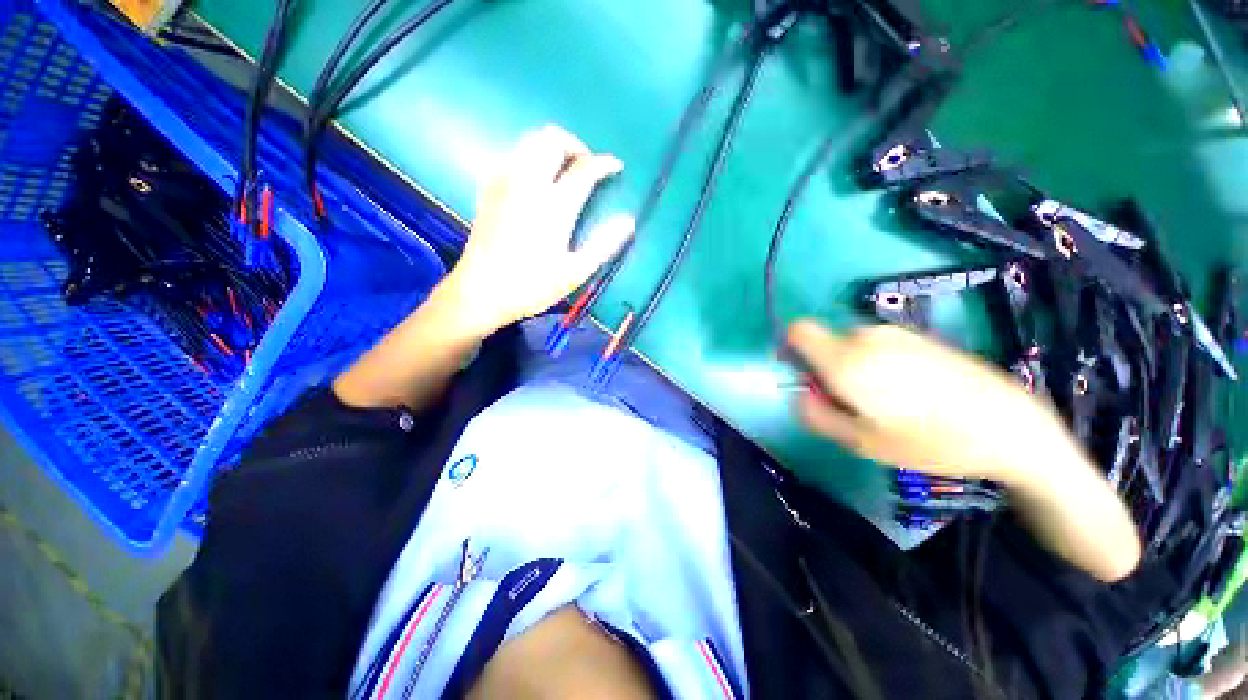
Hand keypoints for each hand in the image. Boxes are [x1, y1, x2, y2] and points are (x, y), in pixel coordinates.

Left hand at [442, 125, 635, 336]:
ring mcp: (504, 183)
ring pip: (528, 142)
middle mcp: (528, 184)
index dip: (603, 163)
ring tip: (563, 170)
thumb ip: (603, 243)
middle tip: (586, 166)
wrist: (480, 292)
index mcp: (554, 206)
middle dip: (574, 145)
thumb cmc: (532, 286)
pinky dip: (529, 157)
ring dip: (551, 147)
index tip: (616, 166)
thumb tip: (628, 221)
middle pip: (551, 139)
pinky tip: (535, 182)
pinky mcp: (488, 190)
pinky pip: (511, 156)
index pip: (584, 169)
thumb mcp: (575, 272)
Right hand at [787, 320, 1080, 483]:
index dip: (791, 350)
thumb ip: (815, 414)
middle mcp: (865, 336)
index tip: (808, 378)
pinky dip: (878, 364)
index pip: (798, 331)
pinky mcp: (919, 335)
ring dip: (853, 368)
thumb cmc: (930, 441)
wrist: (1010, 426)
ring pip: (851, 345)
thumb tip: (799, 392)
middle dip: (826, 369)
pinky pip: (878, 345)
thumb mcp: (860, 442)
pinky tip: (912, 392)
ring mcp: (895, 333)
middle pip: (824, 343)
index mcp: (845, 360)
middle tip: (855, 405)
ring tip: (888, 403)